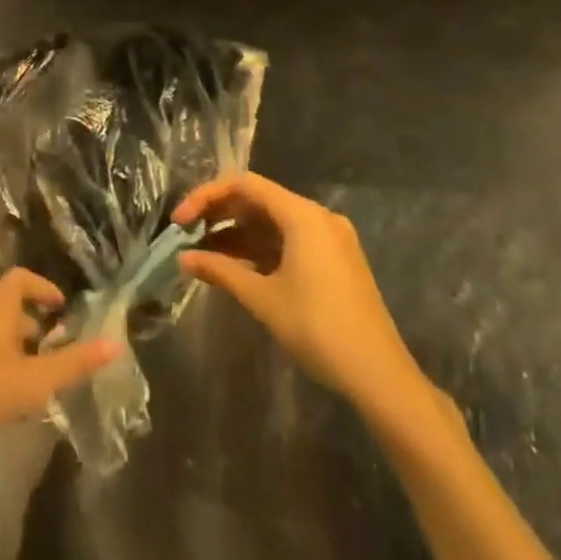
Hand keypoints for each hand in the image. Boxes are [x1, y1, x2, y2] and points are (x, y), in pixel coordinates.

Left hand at [0, 268, 118, 474]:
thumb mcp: (35, 379)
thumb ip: (75, 363)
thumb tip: (116, 344)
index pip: (20, 278)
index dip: (43, 288)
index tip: (63, 308)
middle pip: (9, 311)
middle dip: (36, 329)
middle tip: (59, 352)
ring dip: (19, 356)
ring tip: (41, 384)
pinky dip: (1, 375)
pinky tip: (11, 408)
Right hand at [175, 172, 430, 415]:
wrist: (379, 374)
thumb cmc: (318, 329)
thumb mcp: (263, 299)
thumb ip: (221, 271)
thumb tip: (183, 258)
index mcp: (303, 215)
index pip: (245, 185)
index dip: (207, 196)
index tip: (180, 220)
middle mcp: (318, 216)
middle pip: (260, 200)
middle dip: (220, 215)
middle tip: (187, 235)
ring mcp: (330, 238)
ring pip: (273, 223)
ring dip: (238, 235)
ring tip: (204, 255)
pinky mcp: (335, 260)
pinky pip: (289, 241)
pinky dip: (260, 249)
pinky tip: (236, 267)